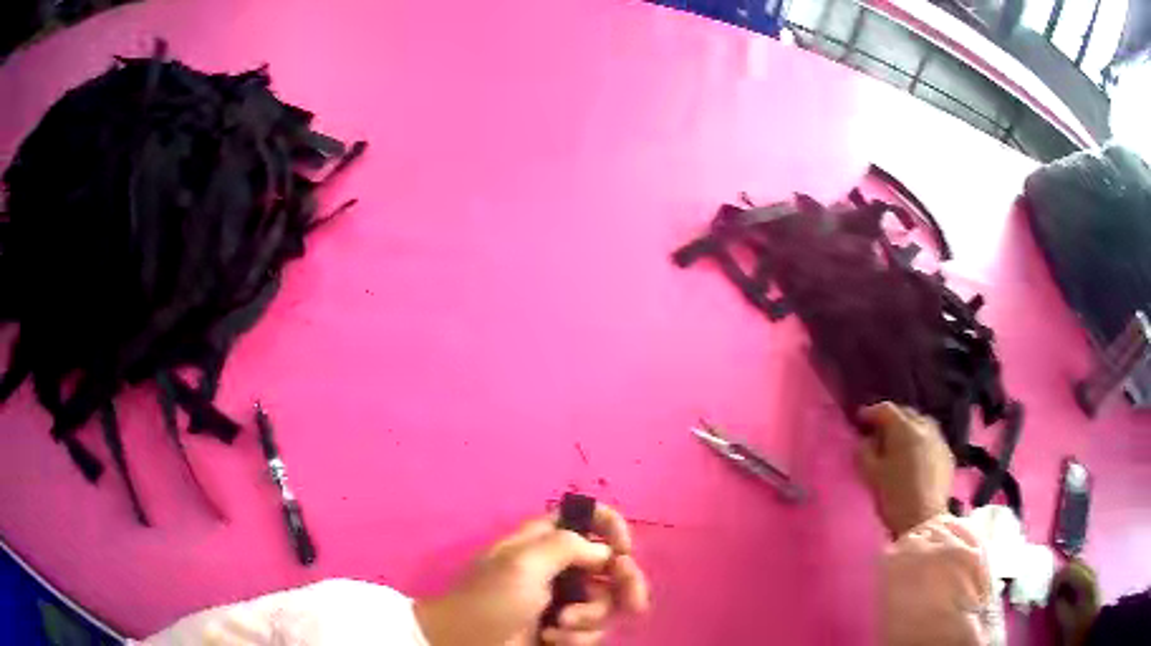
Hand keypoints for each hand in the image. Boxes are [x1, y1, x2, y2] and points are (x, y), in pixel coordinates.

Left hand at [414, 504, 649, 645]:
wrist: (466, 643)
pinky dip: (578, 638)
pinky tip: (553, 640)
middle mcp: (560, 567)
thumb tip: (603, 553)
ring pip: (606, 601)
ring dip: (590, 618)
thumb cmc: (489, 599)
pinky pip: (593, 629)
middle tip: (633, 603)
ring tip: (559, 626)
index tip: (623, 551)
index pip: (588, 518)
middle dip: (626, 584)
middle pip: (612, 564)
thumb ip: (566, 546)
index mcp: (546, 540)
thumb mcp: (523, 564)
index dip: (611, 528)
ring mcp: (564, 600)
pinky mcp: (565, 629)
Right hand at [857, 402, 954, 537]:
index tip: (860, 420)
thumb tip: (866, 440)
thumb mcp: (871, 475)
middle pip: (907, 413)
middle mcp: (925, 428)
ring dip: (909, 428)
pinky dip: (921, 441)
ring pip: (922, 424)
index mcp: (905, 429)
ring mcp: (939, 440)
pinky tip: (915, 456)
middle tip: (879, 432)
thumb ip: (865, 452)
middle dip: (892, 419)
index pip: (886, 410)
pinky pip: (932, 439)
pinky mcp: (948, 455)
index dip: (871, 412)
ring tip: (899, 443)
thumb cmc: (894, 496)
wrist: (924, 521)